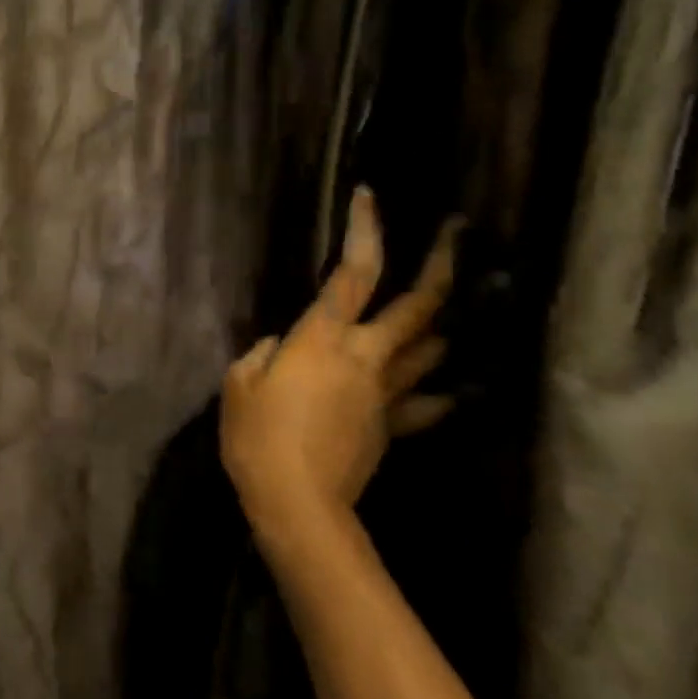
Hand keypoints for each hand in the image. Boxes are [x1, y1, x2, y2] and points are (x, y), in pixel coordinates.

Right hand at [221, 188, 459, 547]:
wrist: (297, 502)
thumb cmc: (257, 435)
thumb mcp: (239, 382)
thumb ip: (263, 352)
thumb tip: (283, 345)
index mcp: (324, 338)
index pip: (352, 272)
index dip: (364, 230)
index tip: (369, 196)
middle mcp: (366, 356)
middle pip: (418, 305)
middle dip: (442, 264)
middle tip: (458, 231)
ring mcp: (386, 393)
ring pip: (431, 350)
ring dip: (444, 323)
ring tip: (451, 307)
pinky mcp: (391, 427)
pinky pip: (424, 404)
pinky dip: (438, 392)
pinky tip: (450, 388)